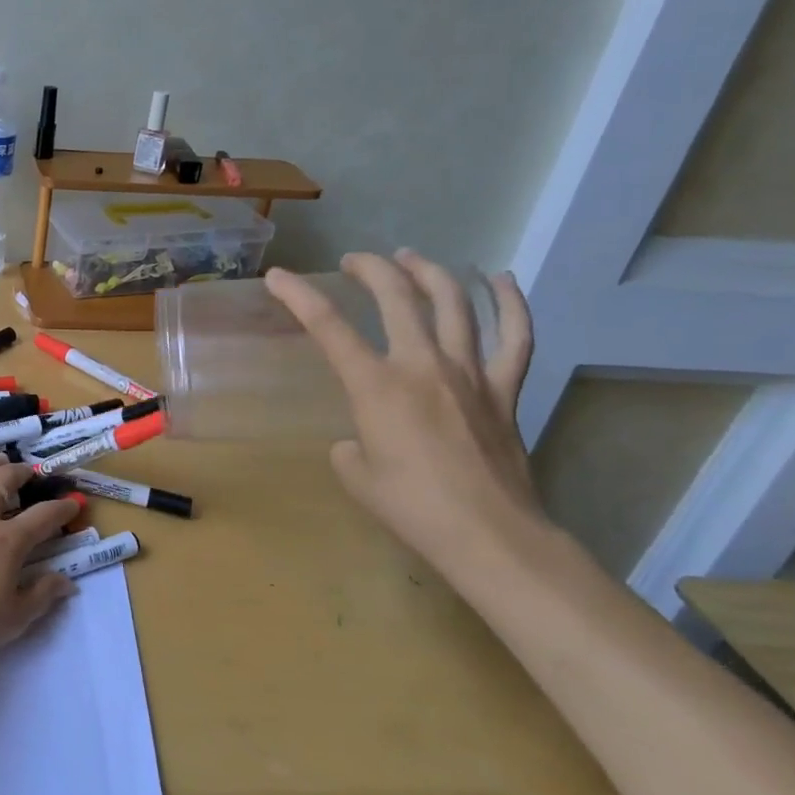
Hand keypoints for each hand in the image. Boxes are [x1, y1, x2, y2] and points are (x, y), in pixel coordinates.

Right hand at [265, 251, 540, 567]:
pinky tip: (501, 280)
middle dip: (371, 269)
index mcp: (377, 386)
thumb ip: (351, 447)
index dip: (299, 296)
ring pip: (453, 303)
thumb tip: (362, 441)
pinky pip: (515, 337)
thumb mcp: (357, 476)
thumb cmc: (412, 508)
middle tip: (355, 261)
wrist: (488, 535)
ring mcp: (470, 373)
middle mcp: (422, 365)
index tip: (279, 277)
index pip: (328, 327)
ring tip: (411, 259)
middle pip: (397, 297)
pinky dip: (510, 304)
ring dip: (429, 272)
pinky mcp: (504, 390)